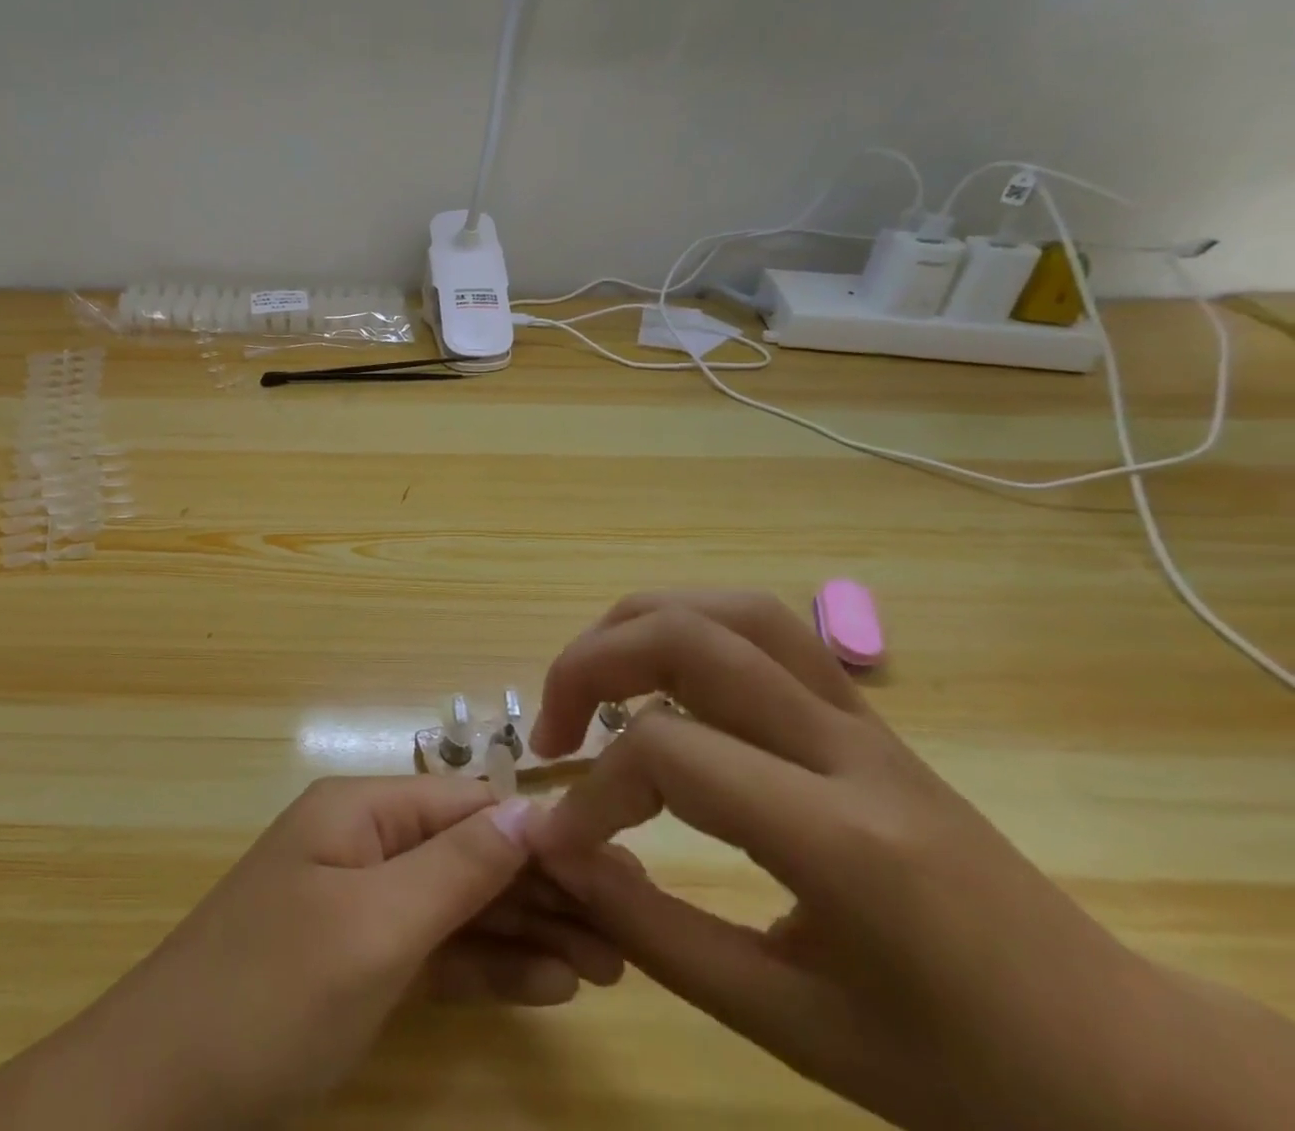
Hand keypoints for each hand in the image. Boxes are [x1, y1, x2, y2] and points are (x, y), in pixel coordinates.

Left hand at [0, 776, 621, 1130]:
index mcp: (361, 810)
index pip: (469, 804)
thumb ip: (456, 867)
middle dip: (546, 886)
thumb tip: (532, 812)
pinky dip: (488, 964)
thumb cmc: (270, 993)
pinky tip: (547, 984)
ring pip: (460, 903)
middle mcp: (365, 841)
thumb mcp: (374, 927)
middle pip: (470, 852)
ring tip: (610, 965)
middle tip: (632, 930)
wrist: (160, 1093)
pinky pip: (436, 950)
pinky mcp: (359, 959)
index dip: (542, 833)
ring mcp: (361, 902)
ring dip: (528, 929)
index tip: (619, 868)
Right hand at [526, 590, 1294, 1130]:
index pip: (669, 754)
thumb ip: (657, 935)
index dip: (593, 792)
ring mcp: (861, 716)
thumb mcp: (795, 1029)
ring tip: (592, 681)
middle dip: (588, 665)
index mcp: (840, 838)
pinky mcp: (864, 712)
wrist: (1127, 1062)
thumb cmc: (965, 1070)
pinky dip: (689, 626)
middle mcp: (845, 747)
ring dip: (636, 626)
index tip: (560, 839)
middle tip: (551, 729)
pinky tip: (662, 675)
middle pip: (686, 638)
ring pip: (728, 609)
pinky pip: (763, 627)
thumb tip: (559, 855)